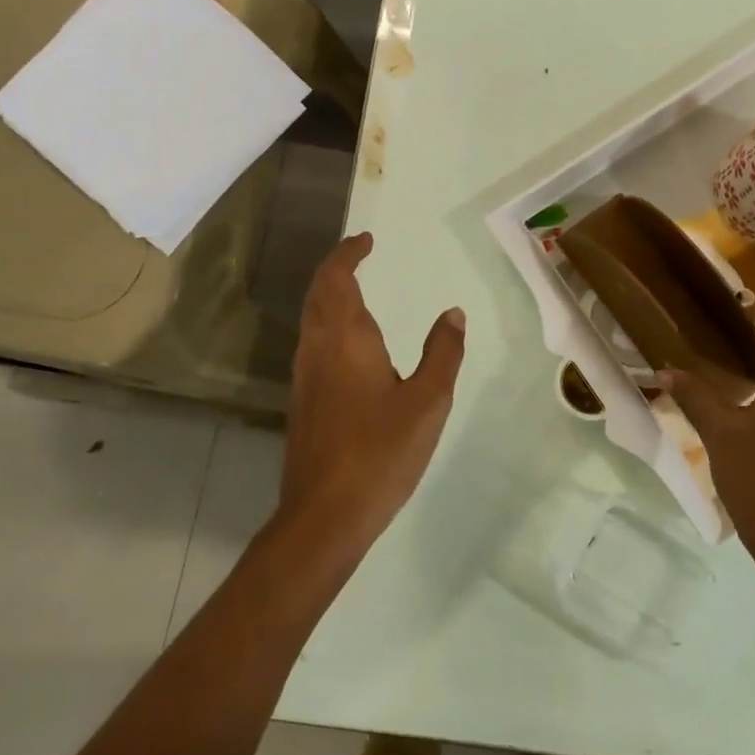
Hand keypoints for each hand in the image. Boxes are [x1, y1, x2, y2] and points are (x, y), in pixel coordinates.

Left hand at [276, 233, 466, 553]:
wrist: (325, 515)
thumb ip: (442, 353)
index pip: (338, 278)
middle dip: (336, 269)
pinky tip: (350, 348)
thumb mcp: (428, 401)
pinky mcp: (302, 403)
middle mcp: (317, 349)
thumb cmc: (381, 452)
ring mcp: (304, 378)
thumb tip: (452, 313)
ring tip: (357, 292)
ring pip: (311, 320)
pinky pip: (313, 345)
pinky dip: (329, 325)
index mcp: (345, 339)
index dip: (348, 254)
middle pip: (318, 294)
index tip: (367, 240)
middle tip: (359, 255)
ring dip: (329, 296)